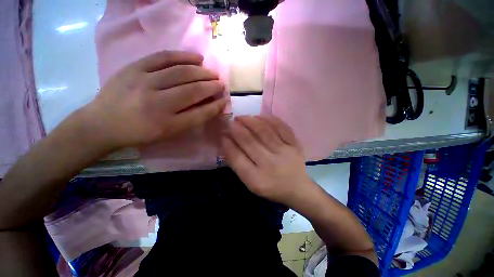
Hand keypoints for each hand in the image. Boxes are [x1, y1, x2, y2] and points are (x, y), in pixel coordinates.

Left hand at [81, 50, 226, 150]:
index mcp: (167, 124)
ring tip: (212, 72)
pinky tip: (197, 57)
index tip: (224, 100)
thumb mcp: (168, 133)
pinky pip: (163, 57)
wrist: (102, 123)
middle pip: (193, 90)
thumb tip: (210, 105)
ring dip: (202, 72)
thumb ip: (191, 119)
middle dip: (212, 86)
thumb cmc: (140, 132)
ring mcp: (144, 82)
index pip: (200, 113)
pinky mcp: (134, 67)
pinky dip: (183, 56)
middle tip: (221, 83)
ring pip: (182, 72)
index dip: (215, 106)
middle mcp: (158, 103)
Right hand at [222, 115, 312, 204]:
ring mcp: (284, 153)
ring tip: (242, 117)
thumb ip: (238, 164)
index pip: (237, 158)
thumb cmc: (271, 187)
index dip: (227, 144)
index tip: (223, 134)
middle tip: (230, 121)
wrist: (297, 188)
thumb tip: (227, 142)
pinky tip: (260, 116)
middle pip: (249, 142)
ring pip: (264, 131)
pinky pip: (282, 127)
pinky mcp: (295, 145)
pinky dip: (270, 119)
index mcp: (256, 179)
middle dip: (236, 129)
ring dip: (250, 121)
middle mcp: (270, 164)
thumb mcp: (250, 183)